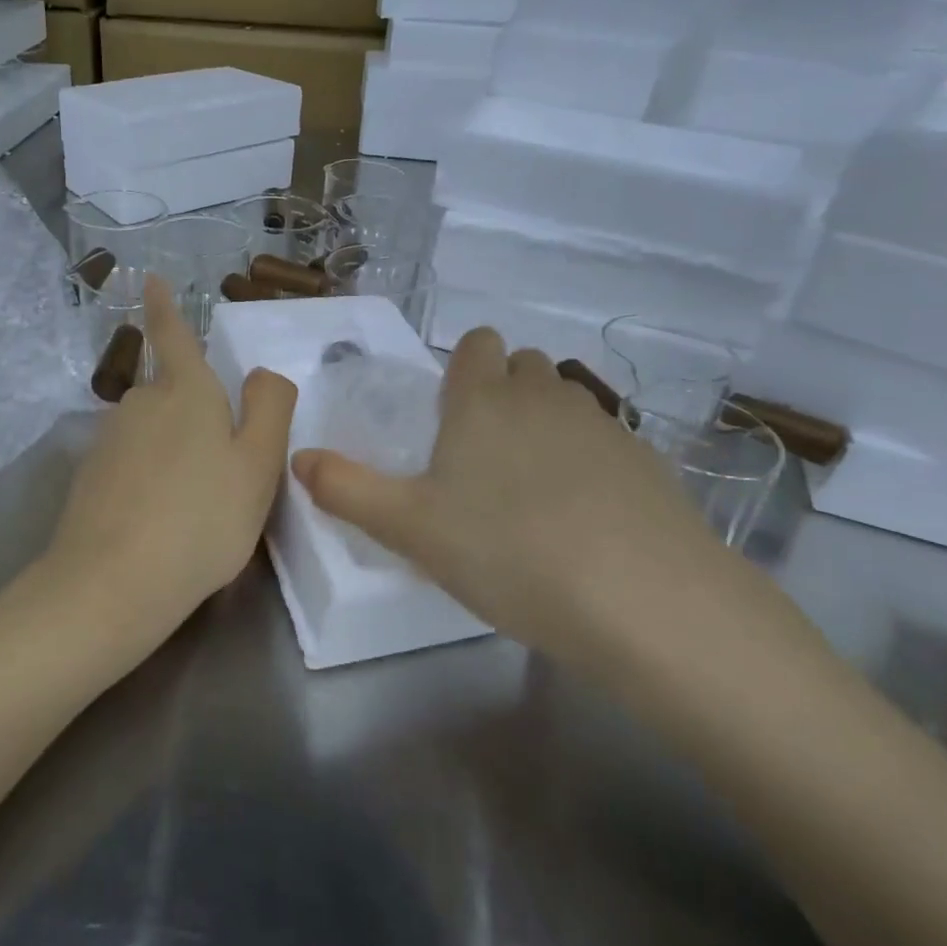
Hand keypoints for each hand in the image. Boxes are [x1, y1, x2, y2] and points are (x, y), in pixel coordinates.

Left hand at [43, 277, 296, 652]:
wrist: (111, 585)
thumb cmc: (202, 519)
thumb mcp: (258, 466)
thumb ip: (269, 409)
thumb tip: (260, 375)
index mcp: (186, 391)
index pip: (174, 335)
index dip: (165, 307)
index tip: (149, 280)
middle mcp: (141, 403)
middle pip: (171, 392)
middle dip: (194, 410)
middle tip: (224, 465)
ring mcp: (108, 440)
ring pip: (152, 430)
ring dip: (174, 450)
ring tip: (197, 504)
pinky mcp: (89, 477)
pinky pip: (131, 463)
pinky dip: (150, 478)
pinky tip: (162, 520)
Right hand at [291, 328, 788, 678]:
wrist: (643, 600)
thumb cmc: (507, 552)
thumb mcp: (410, 529)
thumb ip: (347, 489)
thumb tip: (299, 458)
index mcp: (483, 400)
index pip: (475, 345)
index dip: (461, 368)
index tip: (449, 417)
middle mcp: (544, 396)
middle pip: (522, 365)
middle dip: (501, 392)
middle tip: (481, 458)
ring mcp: (602, 424)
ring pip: (564, 399)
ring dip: (544, 424)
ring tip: (530, 491)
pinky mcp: (647, 461)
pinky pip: (605, 440)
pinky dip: (588, 461)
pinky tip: (584, 518)